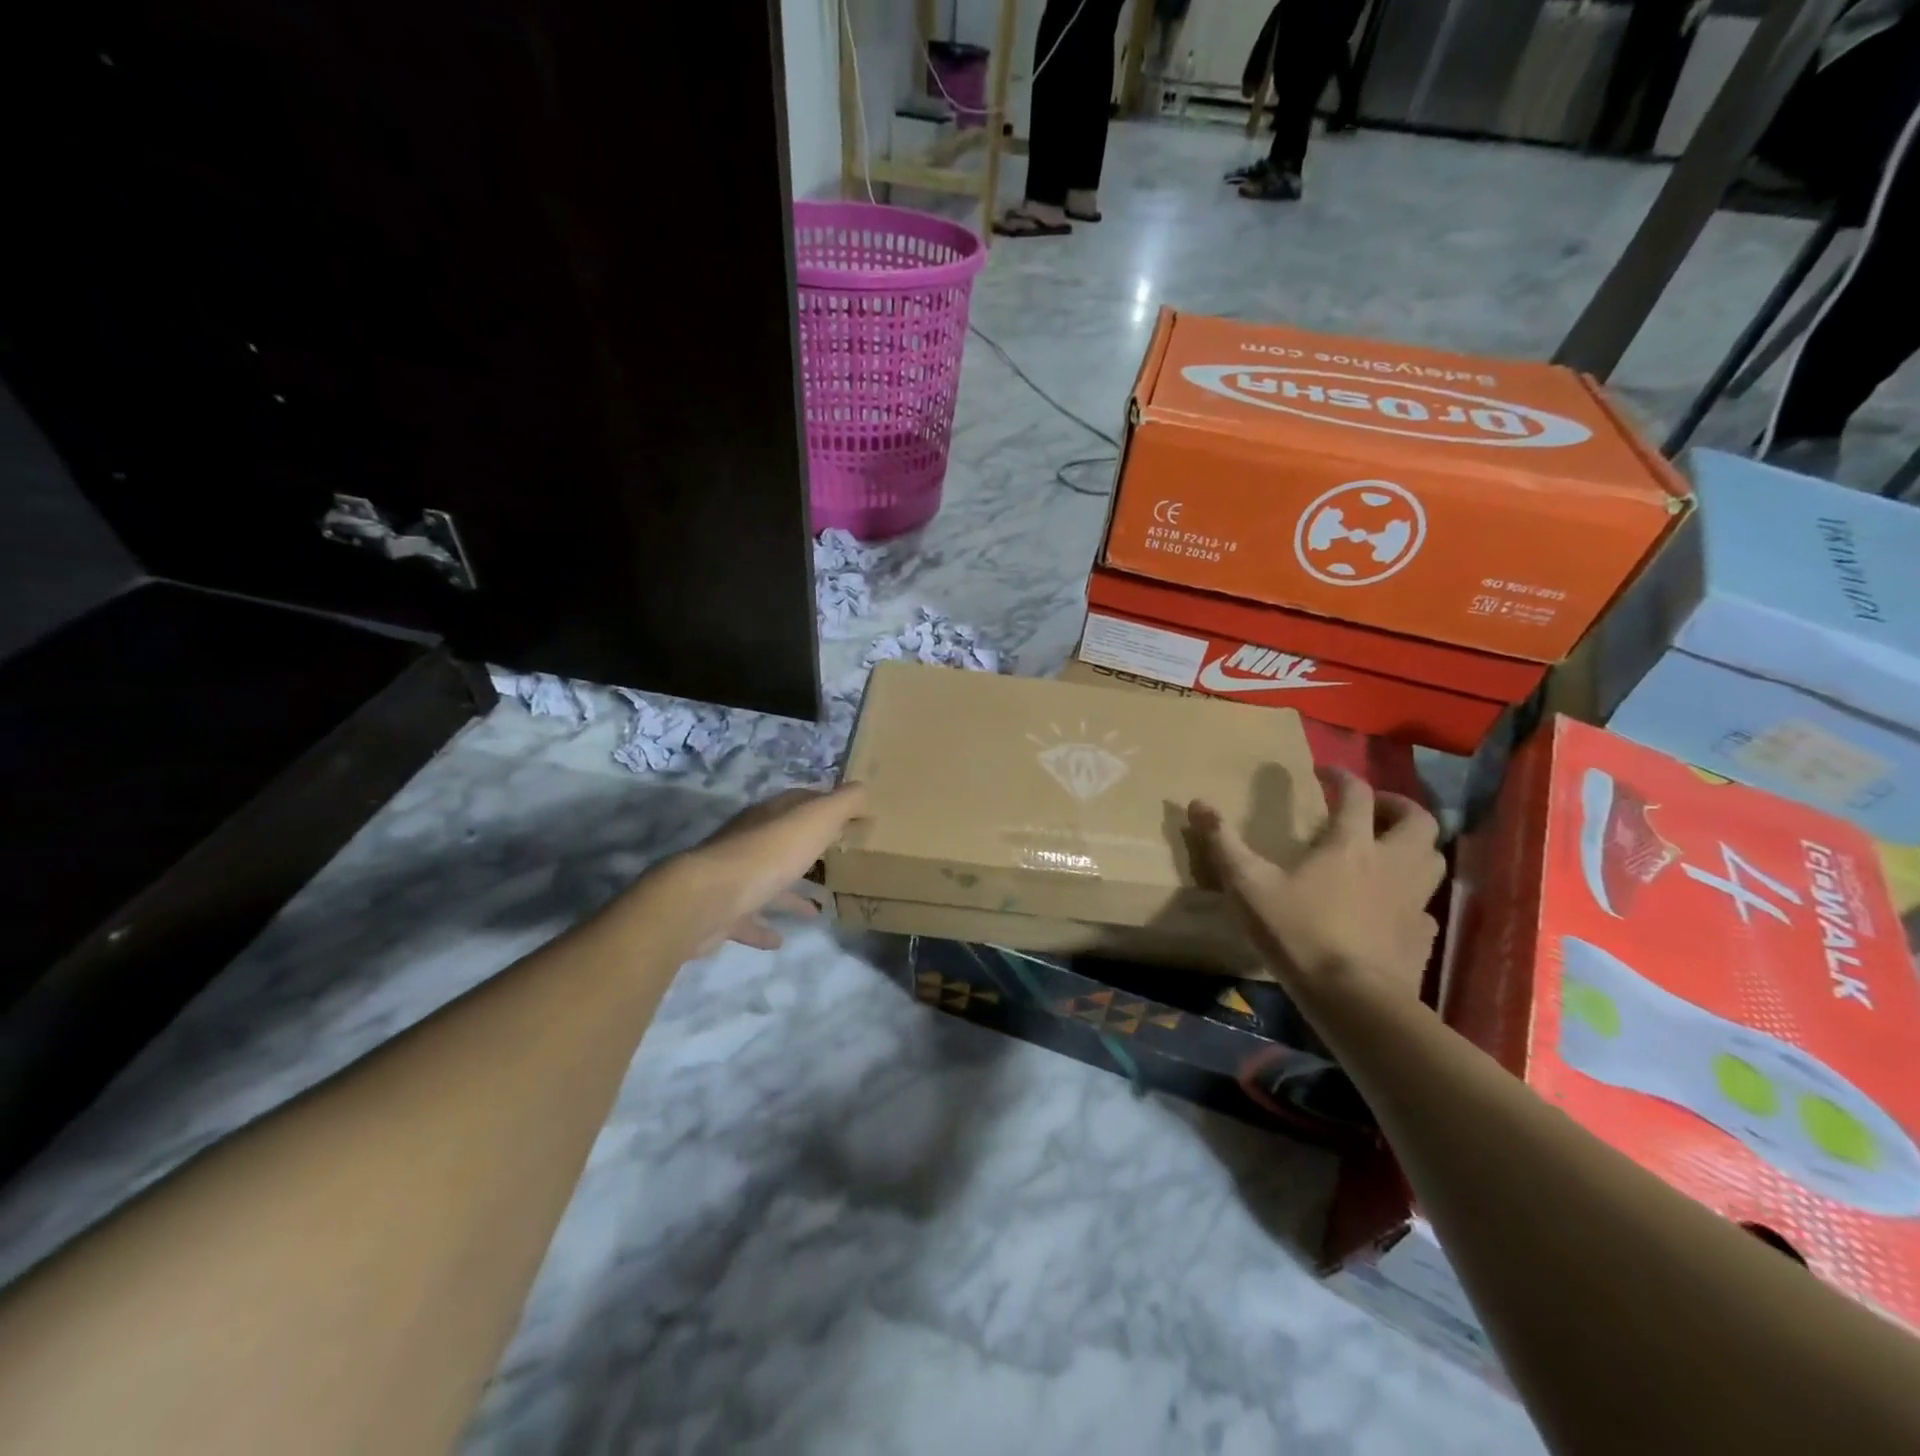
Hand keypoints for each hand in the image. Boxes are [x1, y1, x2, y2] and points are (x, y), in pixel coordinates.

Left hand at [632, 784, 867, 955]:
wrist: (707, 898)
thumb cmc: (768, 855)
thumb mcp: (815, 820)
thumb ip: (843, 803)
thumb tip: (863, 791)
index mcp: (771, 816)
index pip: (801, 801)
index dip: (827, 806)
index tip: (852, 819)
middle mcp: (750, 840)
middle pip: (784, 840)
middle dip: (810, 848)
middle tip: (838, 862)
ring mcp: (734, 876)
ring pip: (769, 880)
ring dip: (791, 892)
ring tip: (818, 908)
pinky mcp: (724, 911)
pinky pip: (749, 918)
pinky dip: (765, 927)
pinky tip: (781, 940)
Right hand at [1189, 769, 1444, 1002]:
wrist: (1353, 999)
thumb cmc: (1299, 933)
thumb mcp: (1249, 886)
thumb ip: (1223, 843)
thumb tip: (1197, 802)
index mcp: (1351, 844)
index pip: (1356, 793)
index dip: (1342, 776)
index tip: (1325, 773)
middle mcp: (1392, 862)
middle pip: (1417, 819)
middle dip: (1396, 805)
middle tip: (1370, 810)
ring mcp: (1413, 900)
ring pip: (1433, 858)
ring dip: (1414, 846)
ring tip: (1387, 851)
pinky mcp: (1422, 935)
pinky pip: (1426, 905)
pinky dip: (1412, 896)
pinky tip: (1392, 907)